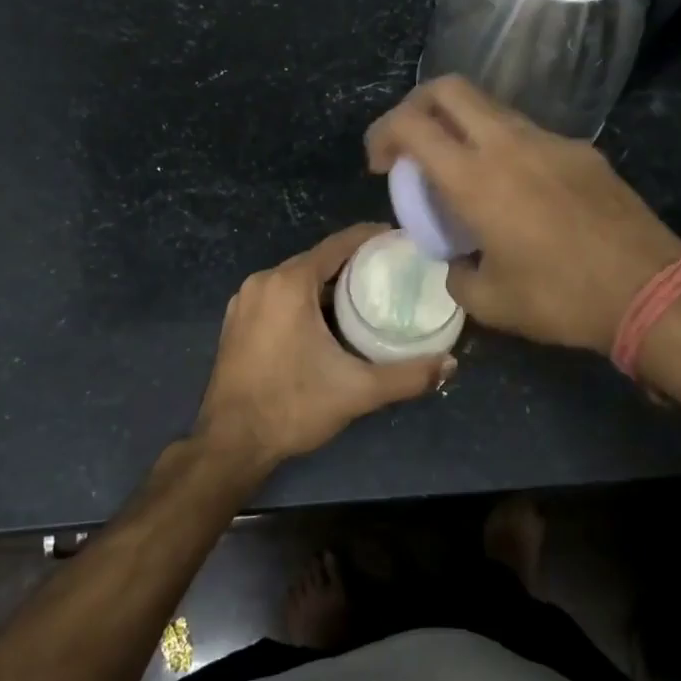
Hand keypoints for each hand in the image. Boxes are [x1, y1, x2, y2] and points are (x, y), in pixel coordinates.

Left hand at [194, 224, 455, 471]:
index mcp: (289, 283)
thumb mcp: (357, 391)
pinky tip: (327, 318)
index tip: (401, 240)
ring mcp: (244, 300)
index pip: (338, 244)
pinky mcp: (236, 320)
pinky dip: (304, 298)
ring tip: (366, 294)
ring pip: (296, 278)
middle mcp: (263, 281)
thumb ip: (407, 376)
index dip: (372, 237)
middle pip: (317, 259)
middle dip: (353, 262)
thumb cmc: (292, 406)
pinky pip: (278, 295)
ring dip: (328, 282)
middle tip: (392, 272)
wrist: (230, 442)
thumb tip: (451, 364)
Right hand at [365, 76, 680, 354]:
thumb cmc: (561, 298)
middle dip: (416, 106)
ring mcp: (549, 140)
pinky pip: (527, 134)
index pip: (411, 124)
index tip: (379, 163)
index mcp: (475, 178)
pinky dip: (502, 147)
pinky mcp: (581, 150)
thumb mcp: (490, 302)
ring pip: (490, 107)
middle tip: (410, 144)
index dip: (382, 133)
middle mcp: (508, 144)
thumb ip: (457, 274)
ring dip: (461, 126)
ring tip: (462, 172)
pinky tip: (516, 191)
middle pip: (448, 89)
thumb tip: (456, 262)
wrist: (649, 290)